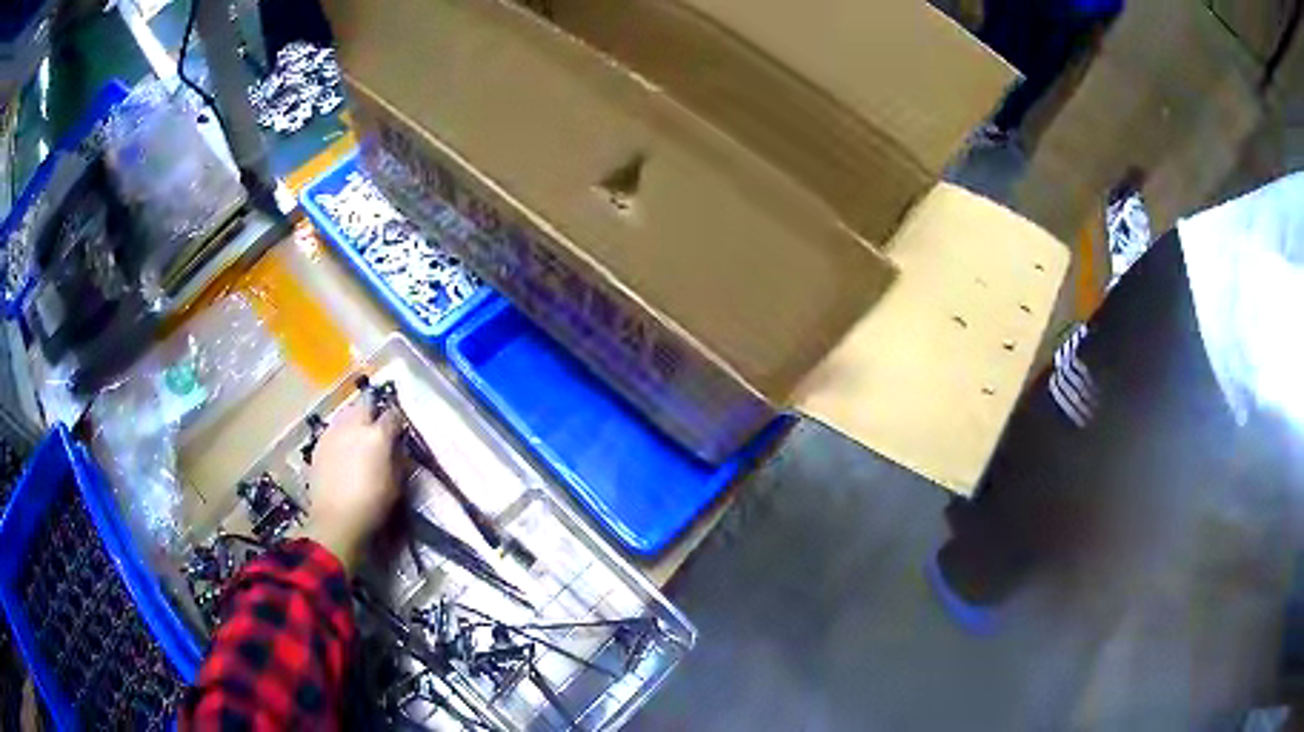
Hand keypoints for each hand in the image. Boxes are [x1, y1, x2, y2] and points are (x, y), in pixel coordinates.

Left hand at [303, 397, 403, 571]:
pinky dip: (340, 435)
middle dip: (373, 412)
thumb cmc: (372, 505)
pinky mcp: (319, 444)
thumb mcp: (396, 485)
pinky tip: (342, 451)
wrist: (336, 520)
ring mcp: (333, 433)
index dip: (397, 421)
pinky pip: (333, 430)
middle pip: (366, 405)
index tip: (399, 430)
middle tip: (377, 428)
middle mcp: (354, 426)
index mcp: (377, 435)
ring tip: (358, 437)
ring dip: (354, 421)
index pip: (392, 415)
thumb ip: (397, 460)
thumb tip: (396, 448)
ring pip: (346, 414)